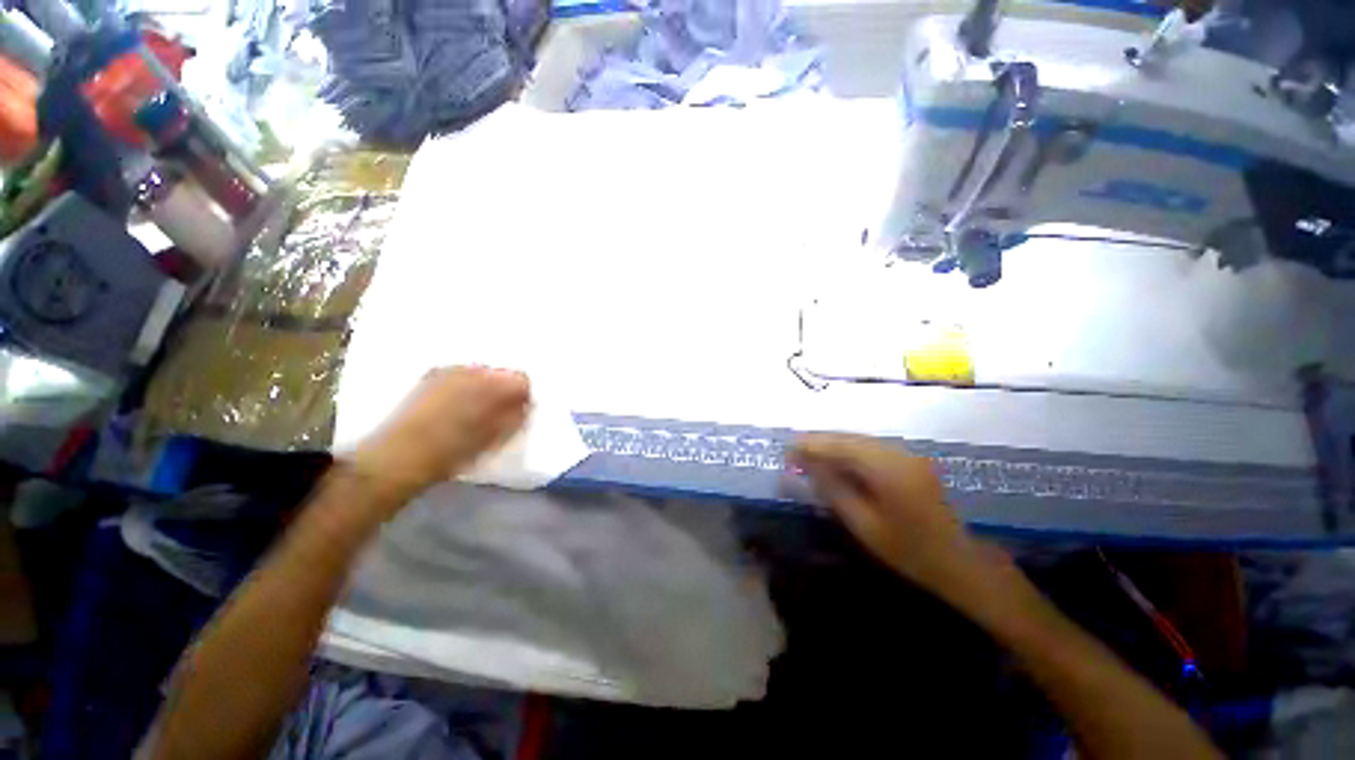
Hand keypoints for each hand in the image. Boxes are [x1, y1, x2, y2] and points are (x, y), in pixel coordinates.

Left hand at [348, 366, 529, 502]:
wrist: (398, 457)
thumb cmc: (453, 451)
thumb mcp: (494, 438)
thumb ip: (516, 417)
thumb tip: (527, 404)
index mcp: (491, 385)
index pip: (521, 379)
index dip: (523, 396)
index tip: (518, 413)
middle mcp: (471, 371)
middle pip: (500, 374)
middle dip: (503, 390)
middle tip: (496, 415)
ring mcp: (447, 372)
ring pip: (479, 374)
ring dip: (483, 389)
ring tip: (473, 413)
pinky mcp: (428, 378)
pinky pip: (458, 377)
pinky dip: (464, 388)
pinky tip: (453, 409)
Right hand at [791, 434, 996, 595]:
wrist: (959, 562)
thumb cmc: (909, 551)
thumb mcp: (863, 524)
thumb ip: (833, 489)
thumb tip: (805, 466)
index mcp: (888, 469)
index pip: (841, 446)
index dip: (811, 445)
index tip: (786, 451)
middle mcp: (898, 453)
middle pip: (849, 438)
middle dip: (819, 443)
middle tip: (792, 453)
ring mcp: (906, 454)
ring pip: (859, 441)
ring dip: (832, 446)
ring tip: (807, 456)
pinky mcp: (909, 460)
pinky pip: (870, 448)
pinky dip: (848, 452)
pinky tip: (835, 462)